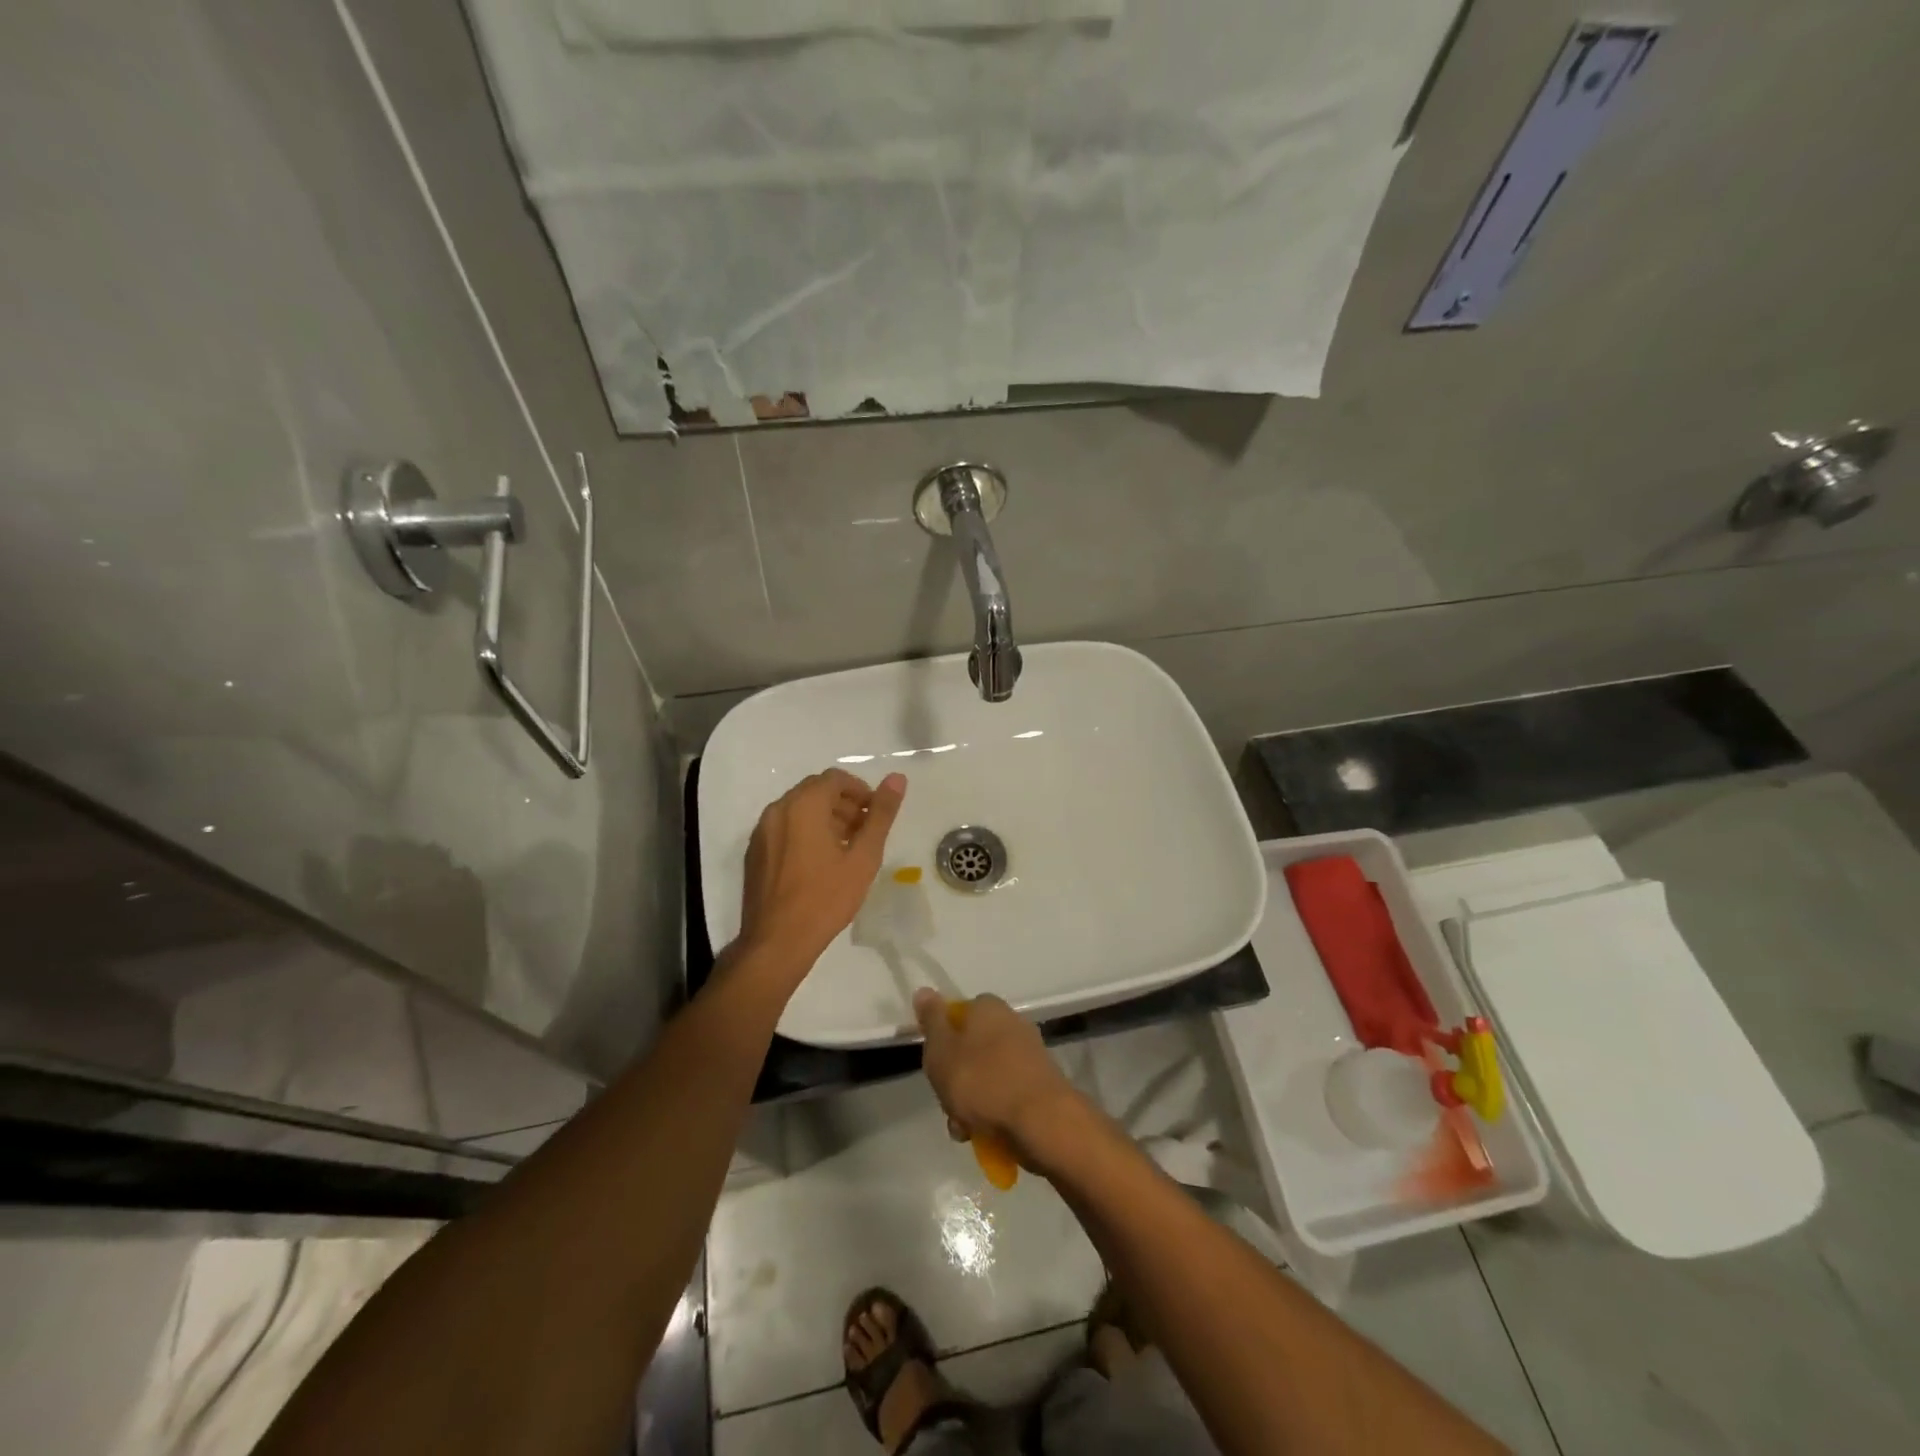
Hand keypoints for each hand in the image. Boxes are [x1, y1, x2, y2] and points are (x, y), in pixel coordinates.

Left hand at [735, 769, 906, 973]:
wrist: (777, 942)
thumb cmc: (826, 898)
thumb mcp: (864, 857)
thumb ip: (881, 814)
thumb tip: (897, 778)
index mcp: (803, 805)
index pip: (835, 778)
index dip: (860, 791)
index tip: (874, 816)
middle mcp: (778, 809)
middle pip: (815, 791)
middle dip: (843, 804)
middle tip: (864, 833)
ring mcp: (761, 831)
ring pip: (798, 809)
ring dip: (825, 818)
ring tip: (845, 849)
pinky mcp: (754, 852)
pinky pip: (783, 828)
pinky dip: (804, 832)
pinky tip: (819, 863)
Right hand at [913, 989, 1085, 1170]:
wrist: (1042, 1121)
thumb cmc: (983, 1082)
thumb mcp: (942, 1052)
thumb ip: (932, 1022)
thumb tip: (924, 991)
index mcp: (989, 1008)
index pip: (959, 1014)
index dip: (943, 1039)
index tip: (936, 1065)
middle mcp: (1012, 1023)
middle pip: (972, 1049)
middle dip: (956, 1079)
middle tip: (948, 1104)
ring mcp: (1029, 1054)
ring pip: (987, 1076)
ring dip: (972, 1102)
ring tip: (965, 1130)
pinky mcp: (1041, 1084)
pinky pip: (1007, 1093)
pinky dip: (995, 1112)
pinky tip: (987, 1135)